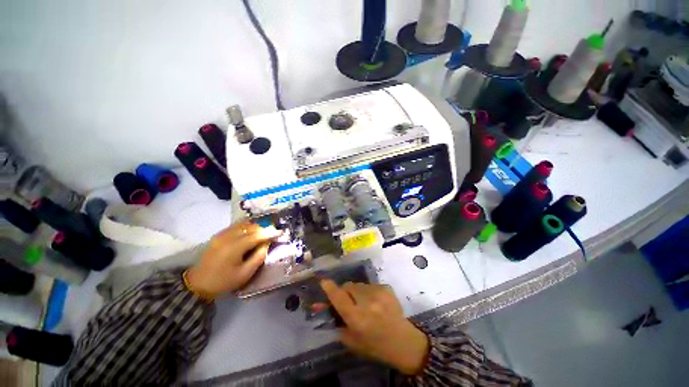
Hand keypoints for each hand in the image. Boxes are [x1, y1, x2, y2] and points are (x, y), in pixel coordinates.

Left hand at [185, 220, 280, 299]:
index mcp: (235, 247)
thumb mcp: (245, 274)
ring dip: (254, 227)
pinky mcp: (217, 236)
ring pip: (243, 224)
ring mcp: (221, 235)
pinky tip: (249, 233)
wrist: (197, 285)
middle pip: (250, 227)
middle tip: (271, 234)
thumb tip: (266, 244)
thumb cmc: (223, 281)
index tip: (279, 233)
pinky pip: (235, 226)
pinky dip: (245, 227)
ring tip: (261, 233)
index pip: (257, 235)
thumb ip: (258, 257)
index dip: (269, 233)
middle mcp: (228, 237)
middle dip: (263, 229)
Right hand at [320, 280, 429, 374]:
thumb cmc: (375, 346)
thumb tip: (320, 306)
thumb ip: (336, 322)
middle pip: (348, 286)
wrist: (403, 342)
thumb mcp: (351, 341)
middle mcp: (367, 302)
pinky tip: (376, 302)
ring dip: (357, 292)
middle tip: (349, 301)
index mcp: (357, 318)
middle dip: (345, 292)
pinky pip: (370, 285)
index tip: (323, 281)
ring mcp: (378, 293)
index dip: (330, 288)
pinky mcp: (386, 288)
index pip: (339, 298)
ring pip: (359, 285)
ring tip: (365, 303)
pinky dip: (369, 291)